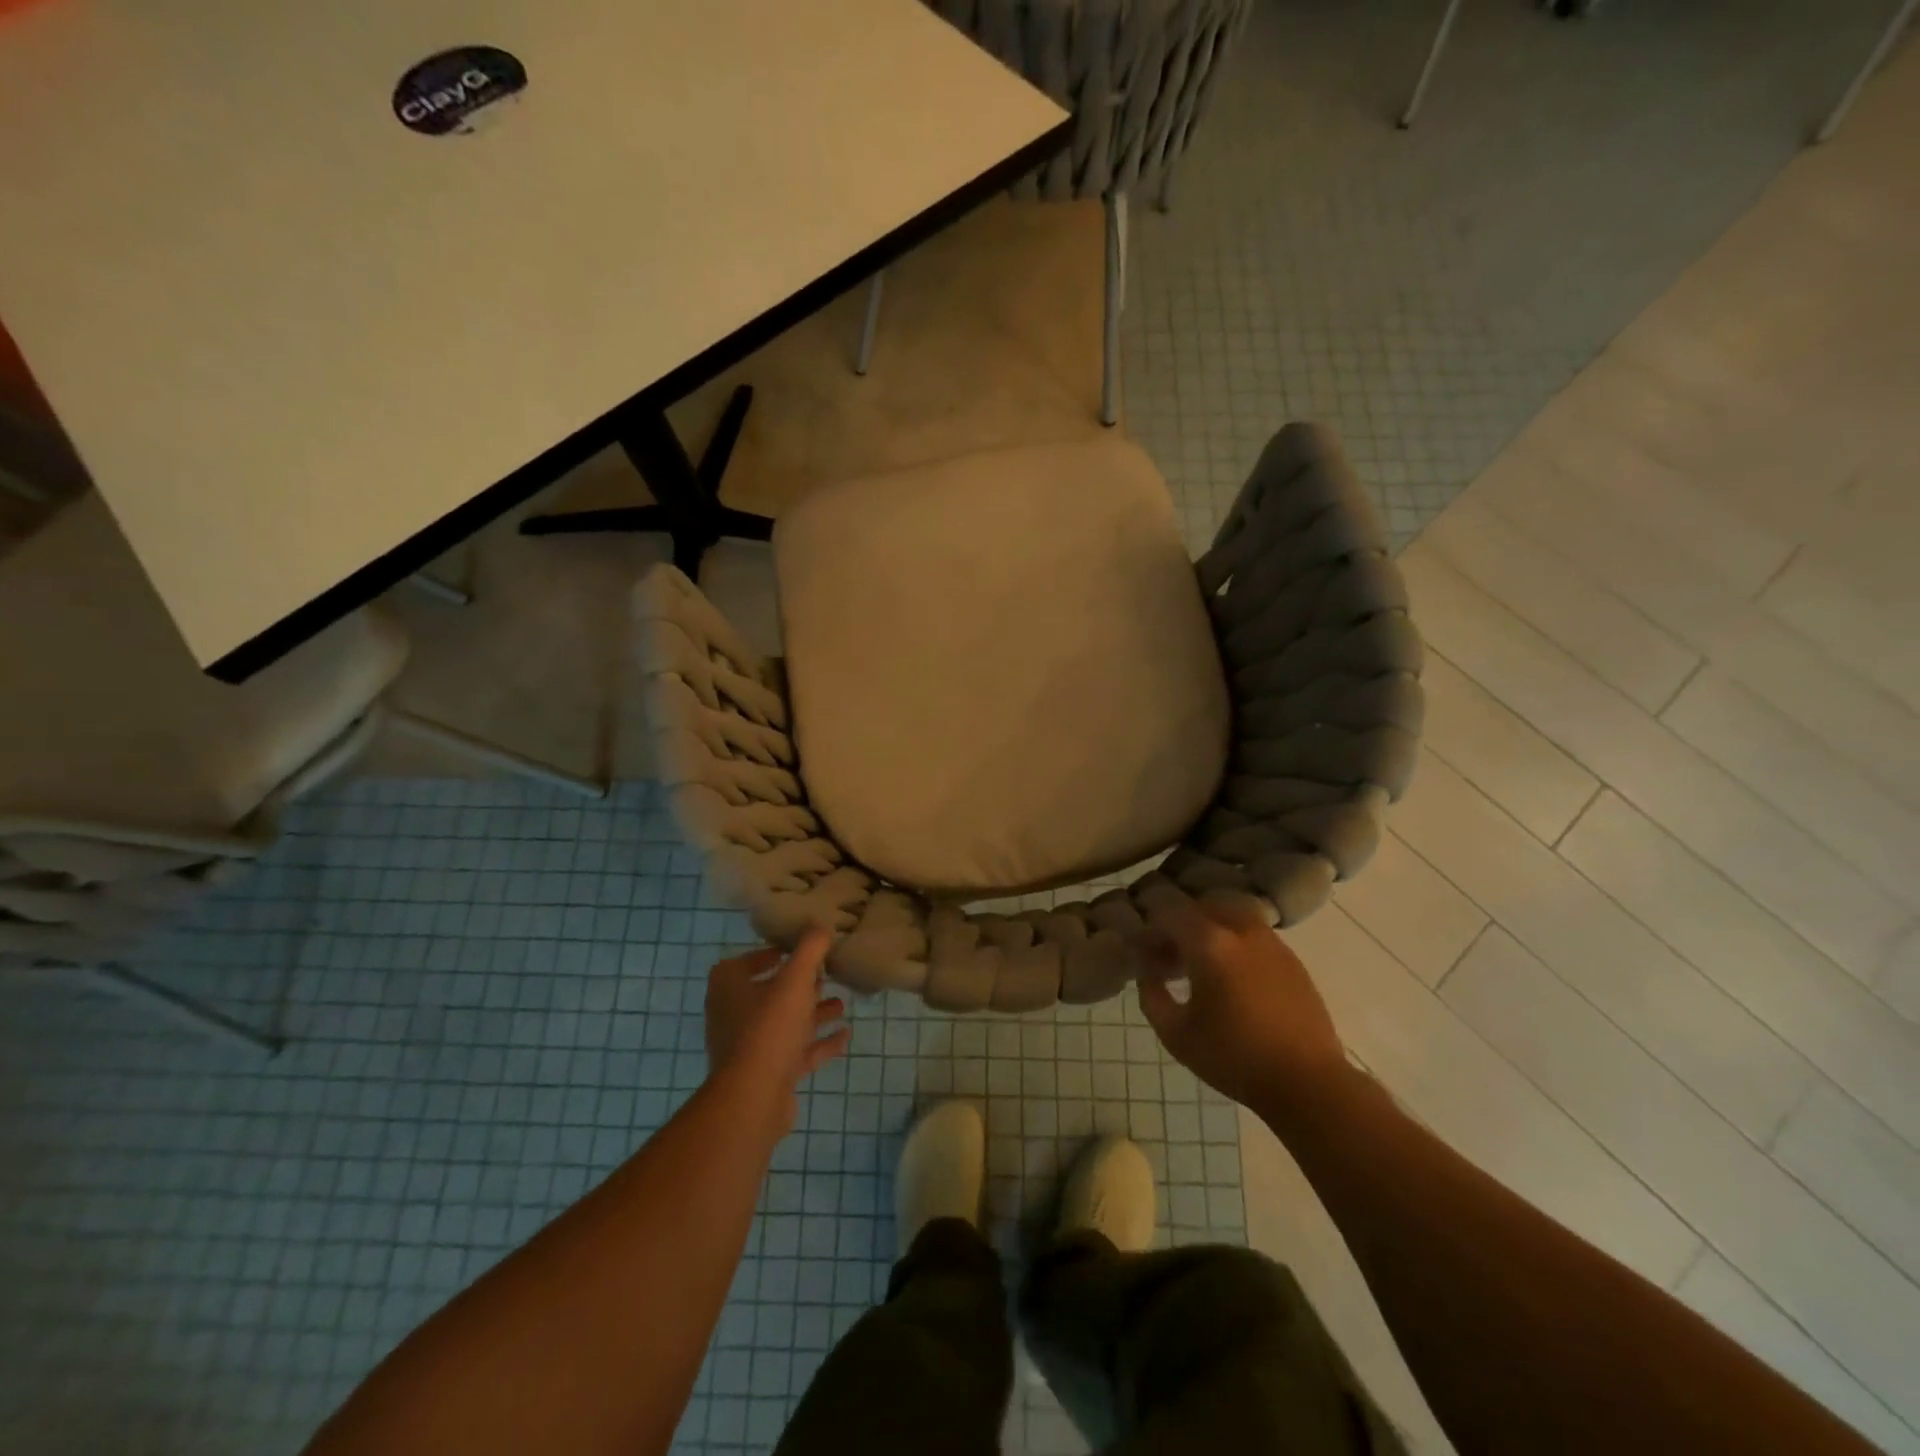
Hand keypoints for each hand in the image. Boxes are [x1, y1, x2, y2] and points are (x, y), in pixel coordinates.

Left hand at [704, 929, 849, 1131]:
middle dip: (799, 985)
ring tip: (842, 1004)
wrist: (753, 1099)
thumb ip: (809, 949)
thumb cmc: (769, 1028)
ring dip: (812, 1013)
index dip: (768, 954)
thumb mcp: (795, 979)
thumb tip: (820, 924)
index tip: (797, 951)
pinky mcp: (766, 1074)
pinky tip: (845, 1036)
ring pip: (784, 1024)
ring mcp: (749, 1048)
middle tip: (826, 975)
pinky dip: (819, 1043)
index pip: (743, 962)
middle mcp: (733, 1015)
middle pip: (768, 993)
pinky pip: (796, 1052)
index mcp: (728, 988)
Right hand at [1135, 891, 1350, 1123]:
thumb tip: (1147, 972)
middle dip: (1180, 925)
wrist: (1308, 1082)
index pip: (1169, 912)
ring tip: (1200, 967)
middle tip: (1169, 957)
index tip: (1142, 953)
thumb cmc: (1234, 1058)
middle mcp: (1241, 930)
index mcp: (1209, 943)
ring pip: (1230, 916)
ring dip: (1209, 931)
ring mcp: (1271, 942)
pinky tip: (1231, 980)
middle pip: (1201, 906)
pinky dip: (1234, 944)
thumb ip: (1152, 995)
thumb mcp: (1176, 1034)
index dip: (1150, 928)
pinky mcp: (1292, 960)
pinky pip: (1253, 935)